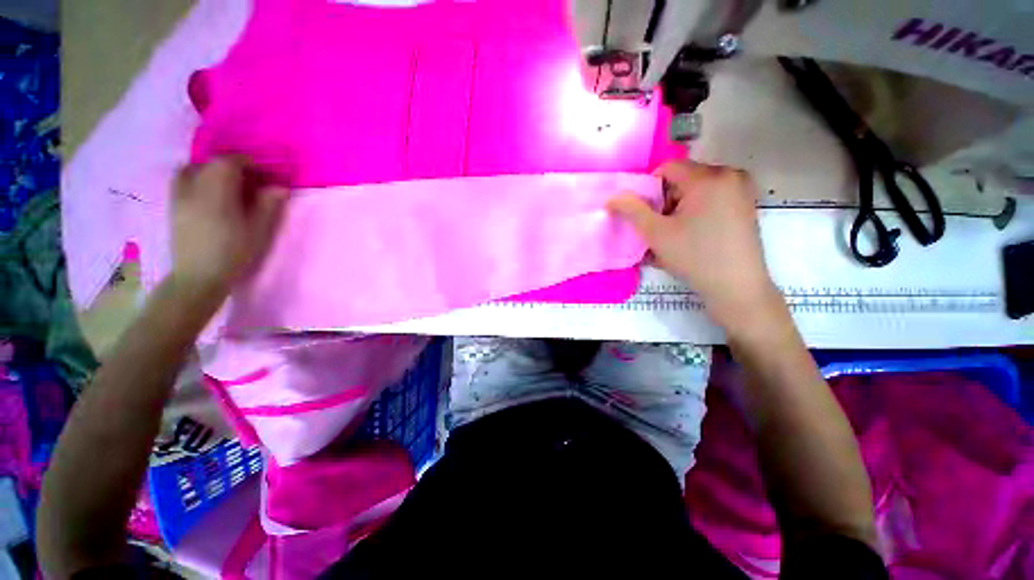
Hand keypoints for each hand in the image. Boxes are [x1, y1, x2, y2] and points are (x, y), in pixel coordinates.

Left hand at [171, 156, 286, 298]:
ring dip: (209, 169)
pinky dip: (195, 178)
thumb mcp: (258, 230)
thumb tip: (280, 187)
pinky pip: (181, 180)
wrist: (198, 275)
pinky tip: (207, 192)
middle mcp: (193, 188)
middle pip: (208, 163)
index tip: (261, 171)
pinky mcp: (172, 206)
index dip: (246, 162)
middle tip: (246, 178)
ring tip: (224, 182)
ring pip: (191, 169)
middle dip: (229, 165)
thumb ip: (267, 205)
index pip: (227, 162)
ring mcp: (178, 196)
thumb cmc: (233, 253)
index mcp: (216, 192)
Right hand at [608, 161, 781, 332]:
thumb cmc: (694, 257)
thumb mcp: (656, 234)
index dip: (650, 190)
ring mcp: (742, 190)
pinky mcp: (747, 205)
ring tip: (676, 236)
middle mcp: (730, 175)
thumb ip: (632, 210)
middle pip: (683, 178)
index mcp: (708, 177)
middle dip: (666, 201)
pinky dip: (696, 212)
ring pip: (697, 190)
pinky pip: (712, 199)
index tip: (647, 215)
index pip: (667, 168)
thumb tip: (613, 196)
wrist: (737, 287)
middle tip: (661, 228)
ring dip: (679, 208)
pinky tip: (693, 236)